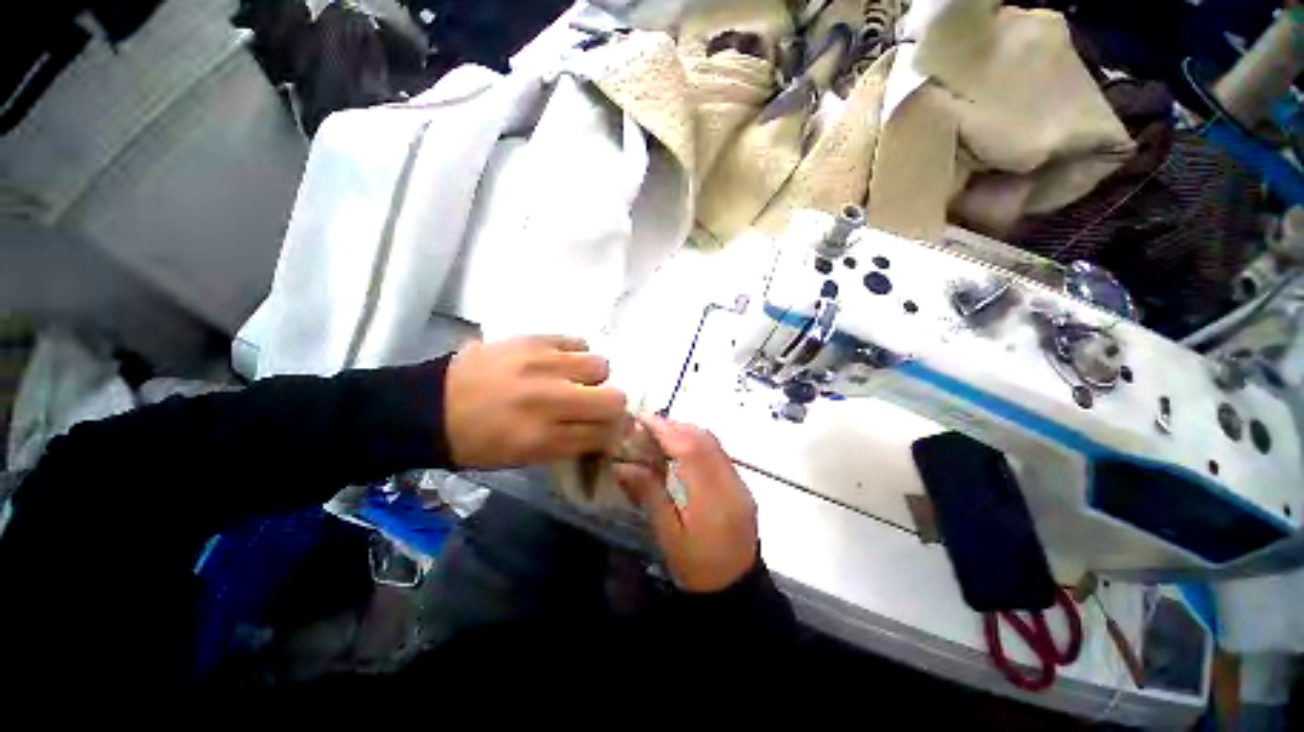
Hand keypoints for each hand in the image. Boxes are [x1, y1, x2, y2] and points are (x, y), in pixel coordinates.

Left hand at [444, 335, 626, 468]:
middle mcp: (549, 400)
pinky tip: (560, 362)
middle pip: (614, 399)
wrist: (432, 405)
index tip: (609, 430)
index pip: (604, 434)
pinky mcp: (532, 339)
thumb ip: (571, 444)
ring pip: (600, 365)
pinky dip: (575, 353)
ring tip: (573, 379)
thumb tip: (607, 432)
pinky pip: (577, 341)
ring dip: (593, 377)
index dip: (613, 434)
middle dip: (611, 405)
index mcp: (543, 438)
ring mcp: (541, 365)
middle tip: (594, 404)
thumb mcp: (525, 457)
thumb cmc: (479, 442)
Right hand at [614, 415, 758, 592]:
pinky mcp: (741, 484)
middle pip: (704, 440)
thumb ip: (649, 494)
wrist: (736, 589)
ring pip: (713, 443)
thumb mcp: (667, 535)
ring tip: (661, 435)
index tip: (643, 420)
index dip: (666, 430)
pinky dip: (698, 443)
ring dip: (687, 432)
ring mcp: (740, 482)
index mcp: (711, 500)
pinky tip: (682, 450)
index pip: (689, 450)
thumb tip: (623, 465)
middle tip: (648, 426)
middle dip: (675, 427)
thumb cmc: (695, 567)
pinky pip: (719, 453)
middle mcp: (730, 484)